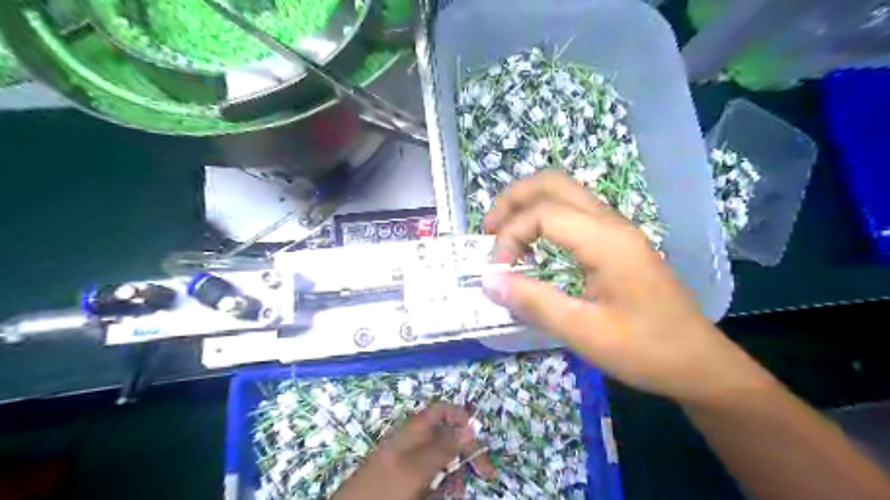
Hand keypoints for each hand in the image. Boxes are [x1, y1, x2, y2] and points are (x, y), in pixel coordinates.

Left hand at [332, 402, 496, 499]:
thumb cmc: (384, 489)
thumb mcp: (416, 468)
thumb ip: (443, 447)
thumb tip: (471, 427)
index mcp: (413, 431)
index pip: (441, 411)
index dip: (461, 418)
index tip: (478, 438)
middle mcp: (413, 443)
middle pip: (447, 439)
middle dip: (465, 455)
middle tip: (485, 475)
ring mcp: (410, 465)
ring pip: (442, 464)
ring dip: (455, 477)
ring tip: (455, 493)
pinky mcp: (408, 484)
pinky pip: (432, 481)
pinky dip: (441, 489)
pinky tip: (441, 497)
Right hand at [481, 169, 773, 403]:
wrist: (698, 362)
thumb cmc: (645, 350)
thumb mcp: (584, 333)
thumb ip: (534, 303)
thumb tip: (489, 280)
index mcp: (606, 241)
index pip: (543, 213)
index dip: (510, 235)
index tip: (497, 272)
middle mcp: (611, 223)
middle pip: (552, 183)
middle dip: (512, 199)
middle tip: (488, 231)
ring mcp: (616, 229)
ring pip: (563, 192)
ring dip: (527, 206)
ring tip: (503, 237)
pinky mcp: (616, 242)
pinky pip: (572, 212)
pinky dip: (543, 218)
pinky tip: (533, 247)